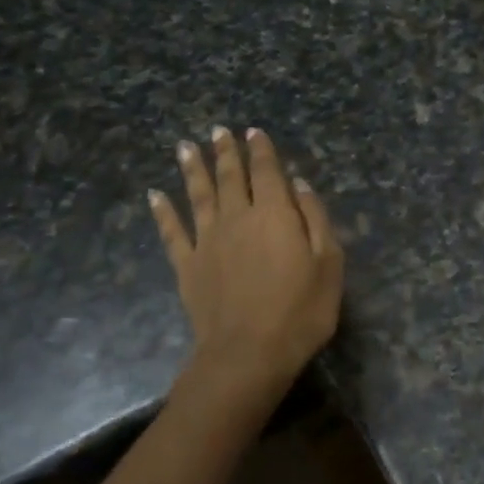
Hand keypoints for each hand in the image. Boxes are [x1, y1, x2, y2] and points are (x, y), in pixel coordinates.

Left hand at [147, 126, 343, 423]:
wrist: (248, 353)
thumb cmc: (301, 310)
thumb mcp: (329, 264)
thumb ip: (315, 219)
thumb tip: (299, 184)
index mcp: (275, 214)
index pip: (267, 171)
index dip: (261, 150)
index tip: (254, 131)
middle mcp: (238, 217)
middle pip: (230, 177)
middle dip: (226, 151)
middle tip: (218, 130)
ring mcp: (207, 240)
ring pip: (198, 195)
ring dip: (192, 169)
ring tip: (185, 146)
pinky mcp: (187, 266)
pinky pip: (171, 232)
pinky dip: (162, 212)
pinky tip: (154, 195)